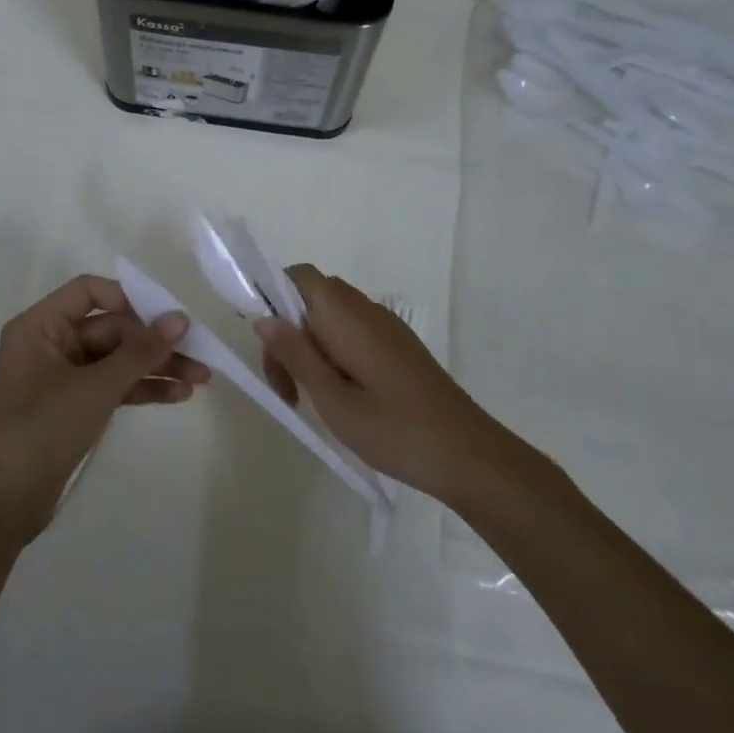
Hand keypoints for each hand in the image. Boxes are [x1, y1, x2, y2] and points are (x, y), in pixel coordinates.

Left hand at [0, 275, 209, 544]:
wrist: (7, 500)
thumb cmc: (44, 428)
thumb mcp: (96, 387)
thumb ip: (140, 351)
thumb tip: (180, 318)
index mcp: (40, 326)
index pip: (88, 292)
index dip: (129, 298)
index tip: (167, 315)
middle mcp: (50, 344)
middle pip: (110, 328)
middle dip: (154, 342)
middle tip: (199, 353)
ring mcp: (62, 377)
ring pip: (116, 360)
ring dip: (155, 367)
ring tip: (201, 379)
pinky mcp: (74, 406)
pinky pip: (113, 386)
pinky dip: (141, 389)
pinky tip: (177, 396)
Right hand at [255, 265, 509, 503]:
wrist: (469, 456)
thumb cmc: (394, 429)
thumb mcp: (331, 397)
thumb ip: (295, 354)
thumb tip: (264, 318)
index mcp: (346, 315)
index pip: (299, 276)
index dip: (273, 297)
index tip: (267, 345)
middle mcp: (366, 310)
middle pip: (311, 300)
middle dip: (288, 335)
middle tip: (286, 388)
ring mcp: (387, 328)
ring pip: (331, 320)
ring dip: (309, 349)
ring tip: (309, 398)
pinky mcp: (399, 348)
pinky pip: (353, 335)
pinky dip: (333, 356)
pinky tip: (339, 398)